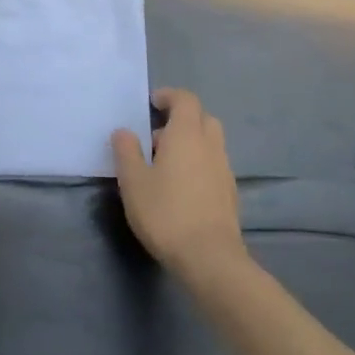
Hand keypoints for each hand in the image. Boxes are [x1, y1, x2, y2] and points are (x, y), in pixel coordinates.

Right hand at [111, 88, 248, 283]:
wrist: (210, 258)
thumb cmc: (167, 213)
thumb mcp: (134, 182)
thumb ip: (126, 152)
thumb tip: (124, 131)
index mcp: (186, 133)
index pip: (185, 99)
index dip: (169, 96)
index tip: (152, 104)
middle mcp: (210, 144)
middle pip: (201, 118)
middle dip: (181, 120)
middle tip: (157, 138)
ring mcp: (224, 168)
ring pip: (210, 142)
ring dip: (191, 143)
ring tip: (167, 166)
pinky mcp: (230, 193)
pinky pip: (214, 164)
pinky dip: (200, 164)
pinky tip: (183, 188)